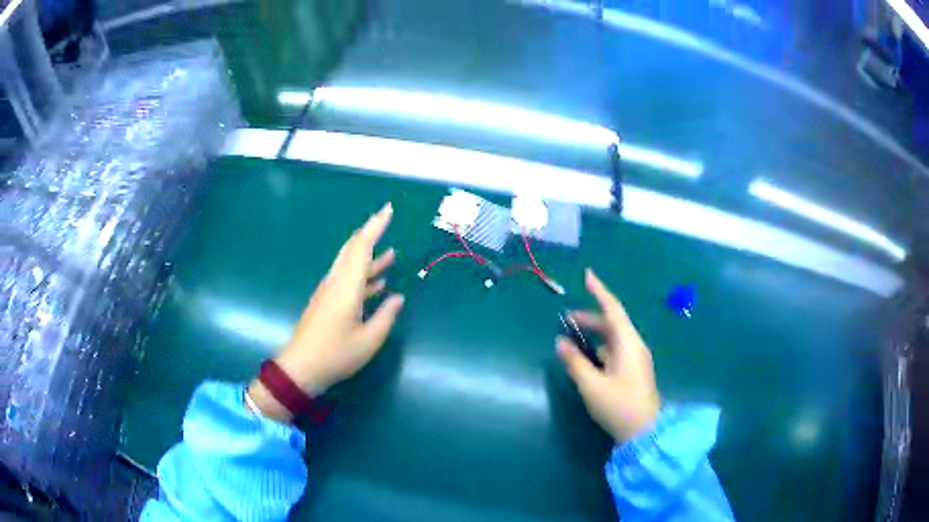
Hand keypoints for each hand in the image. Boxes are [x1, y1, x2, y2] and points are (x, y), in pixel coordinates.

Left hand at [248, 202, 404, 421]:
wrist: (300, 368)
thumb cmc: (335, 355)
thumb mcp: (368, 340)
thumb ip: (385, 316)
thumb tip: (398, 297)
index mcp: (346, 287)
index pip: (362, 247)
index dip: (376, 226)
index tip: (388, 209)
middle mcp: (336, 282)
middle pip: (353, 250)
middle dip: (370, 233)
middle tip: (387, 221)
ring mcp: (329, 292)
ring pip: (350, 265)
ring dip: (369, 258)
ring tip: (391, 255)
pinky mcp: (326, 302)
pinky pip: (347, 280)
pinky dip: (363, 276)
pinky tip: (377, 284)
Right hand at [557, 269, 660, 442]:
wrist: (645, 432)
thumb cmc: (619, 406)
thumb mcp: (592, 385)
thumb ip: (575, 362)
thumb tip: (560, 342)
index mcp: (628, 343)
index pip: (613, 309)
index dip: (599, 291)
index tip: (587, 275)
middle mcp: (634, 346)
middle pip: (612, 323)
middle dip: (590, 317)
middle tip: (566, 318)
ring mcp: (635, 359)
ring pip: (613, 338)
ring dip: (594, 334)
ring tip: (572, 336)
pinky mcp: (633, 371)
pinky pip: (615, 351)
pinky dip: (599, 348)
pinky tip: (587, 357)